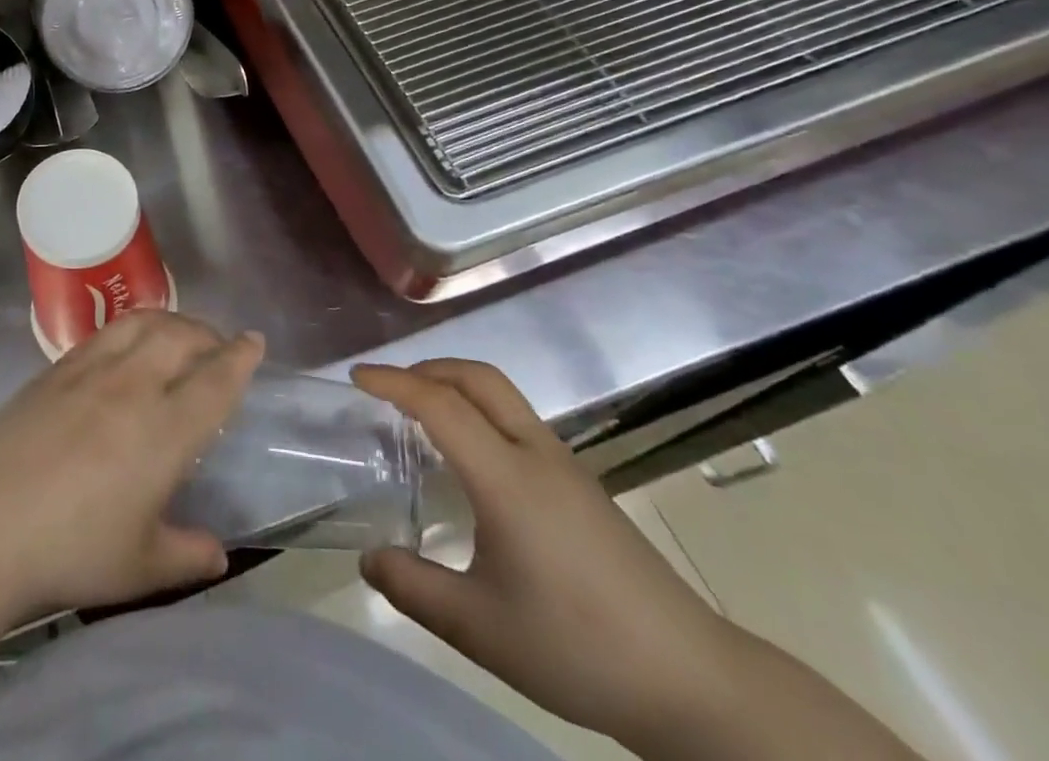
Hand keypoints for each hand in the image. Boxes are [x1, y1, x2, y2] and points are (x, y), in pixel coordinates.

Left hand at [0, 311, 264, 623]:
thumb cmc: (72, 550)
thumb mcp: (141, 568)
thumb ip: (187, 556)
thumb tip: (218, 553)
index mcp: (166, 431)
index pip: (215, 381)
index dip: (239, 358)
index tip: (254, 340)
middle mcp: (135, 386)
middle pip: (182, 337)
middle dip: (208, 334)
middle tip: (218, 345)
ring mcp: (93, 369)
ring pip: (143, 322)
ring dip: (171, 320)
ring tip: (179, 333)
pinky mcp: (58, 367)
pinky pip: (106, 331)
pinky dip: (132, 326)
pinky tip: (128, 342)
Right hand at [353, 360, 745, 751]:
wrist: (692, 680)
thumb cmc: (579, 646)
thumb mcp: (482, 629)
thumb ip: (415, 589)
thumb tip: (368, 560)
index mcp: (507, 477)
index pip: (440, 404)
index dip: (393, 382)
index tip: (356, 376)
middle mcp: (536, 454)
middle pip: (479, 377)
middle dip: (428, 368)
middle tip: (388, 388)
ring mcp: (564, 465)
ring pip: (502, 394)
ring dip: (455, 385)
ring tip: (420, 415)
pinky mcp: (581, 484)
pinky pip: (517, 419)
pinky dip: (479, 410)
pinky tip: (469, 458)